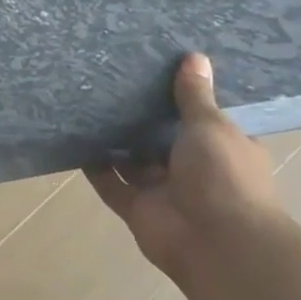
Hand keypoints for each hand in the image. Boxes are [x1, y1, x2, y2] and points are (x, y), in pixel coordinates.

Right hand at [88, 53, 287, 286]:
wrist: (217, 243)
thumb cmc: (224, 176)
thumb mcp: (211, 126)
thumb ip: (194, 96)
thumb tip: (194, 56)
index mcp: (224, 148)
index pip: (203, 119)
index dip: (185, 98)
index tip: (160, 70)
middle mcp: (194, 169)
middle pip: (163, 139)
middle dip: (143, 118)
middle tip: (114, 81)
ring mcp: (164, 190)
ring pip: (134, 161)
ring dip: (116, 141)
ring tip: (89, 105)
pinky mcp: (137, 208)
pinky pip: (111, 183)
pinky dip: (95, 166)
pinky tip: (76, 140)